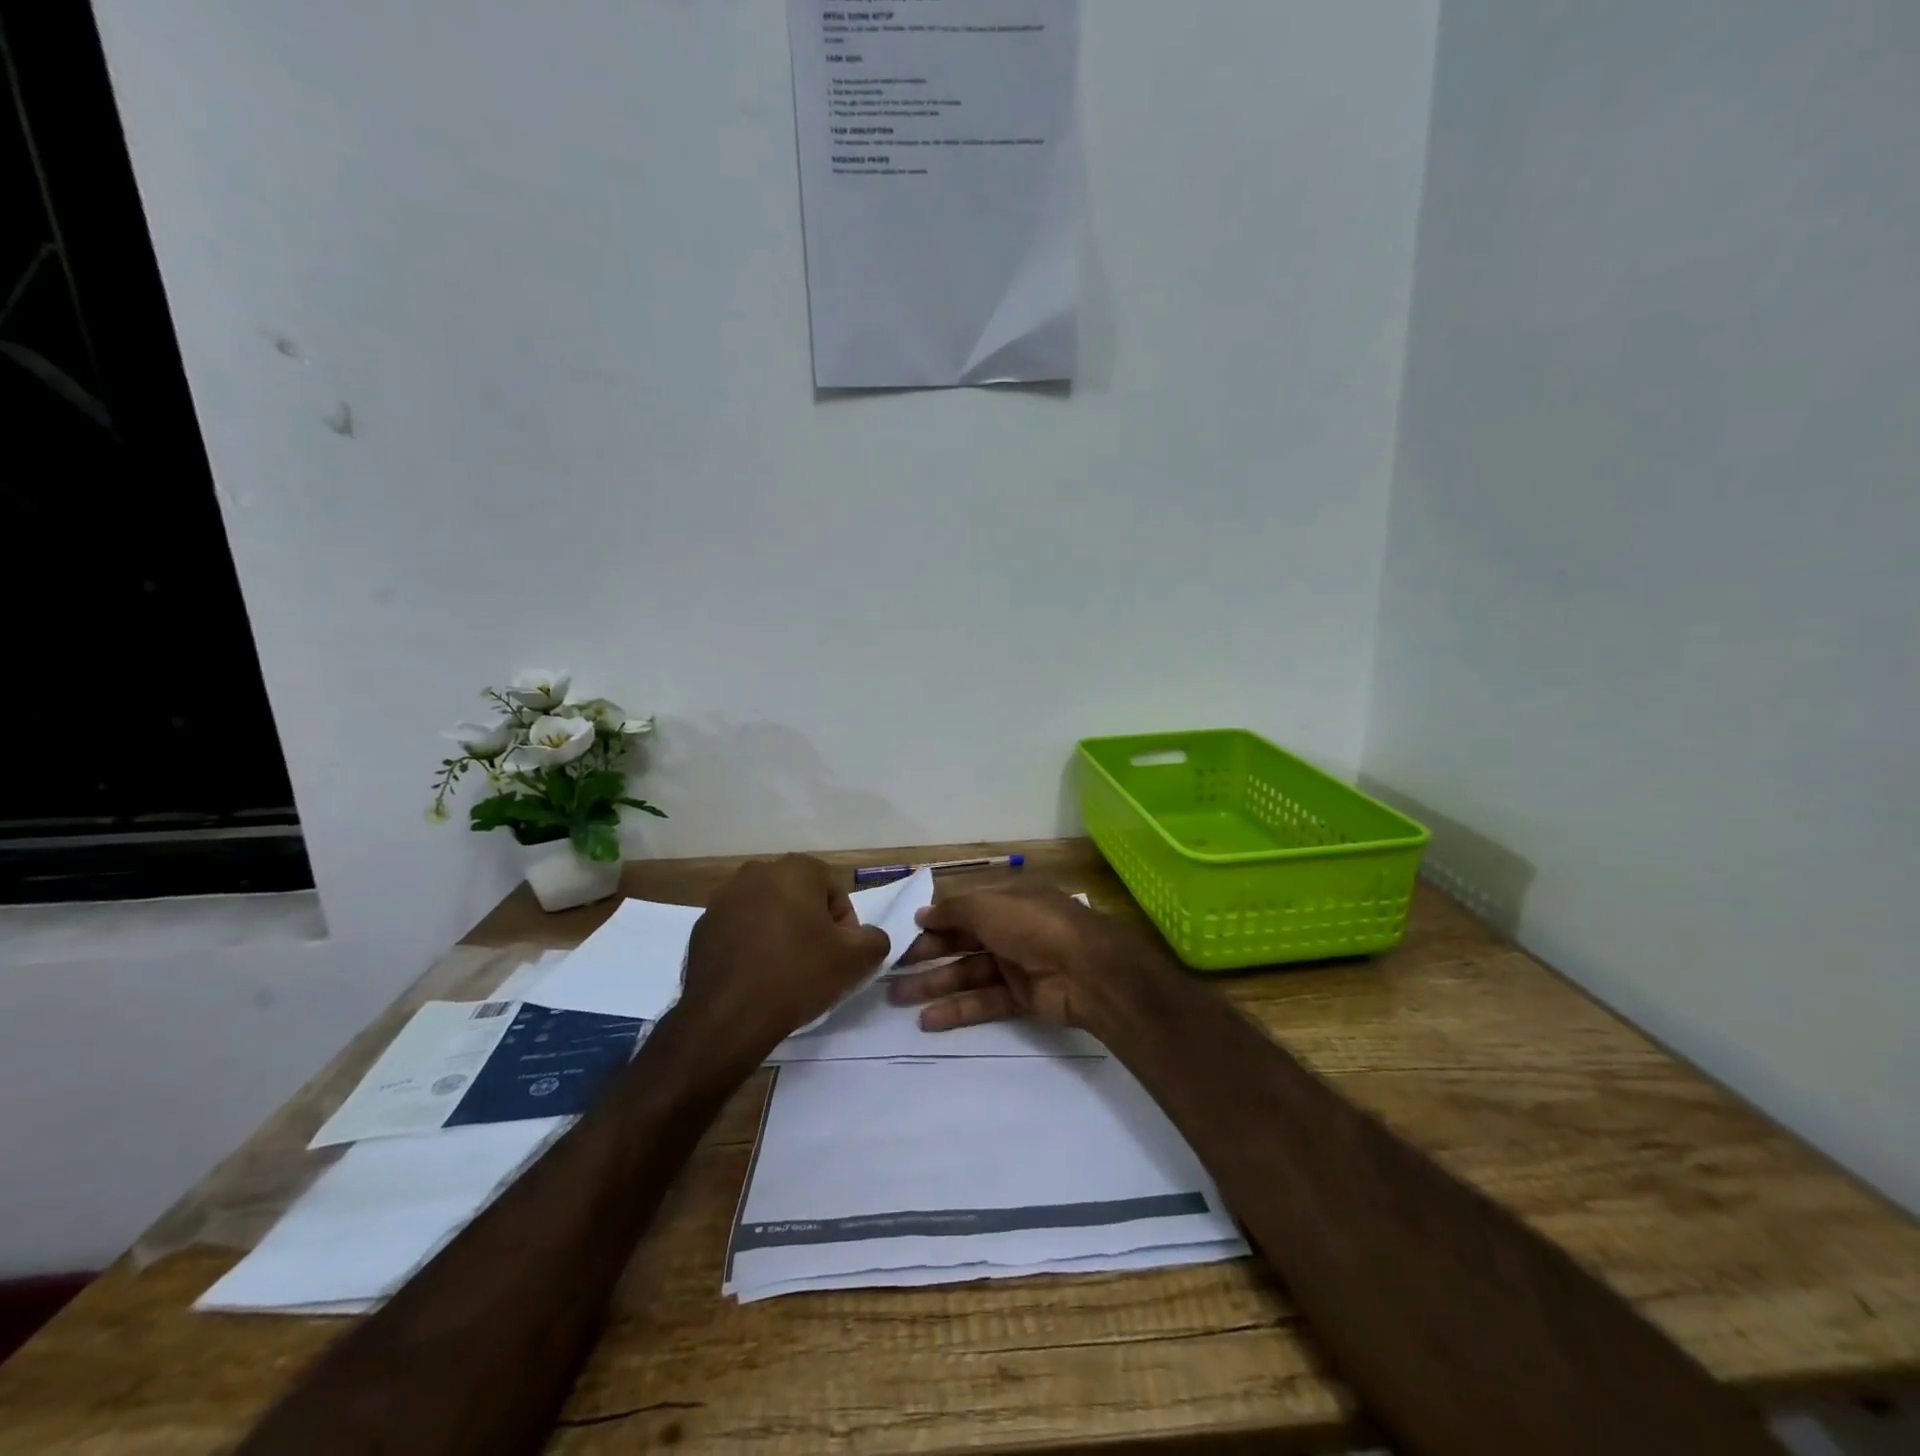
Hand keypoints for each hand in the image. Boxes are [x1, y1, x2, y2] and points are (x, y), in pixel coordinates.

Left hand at [683, 855, 889, 1054]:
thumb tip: (868, 937)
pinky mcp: (702, 926)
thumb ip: (875, 939)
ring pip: (768, 911)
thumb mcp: (854, 960)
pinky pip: (739, 929)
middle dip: (811, 924)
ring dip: (780, 932)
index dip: (844, 925)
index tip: (839, 955)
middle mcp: (756, 872)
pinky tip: (756, 976)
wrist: (727, 1018)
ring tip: (784, 971)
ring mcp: (723, 898)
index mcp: (795, 870)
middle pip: (800, 896)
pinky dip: (751, 944)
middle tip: (815, 962)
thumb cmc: (796, 976)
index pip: (834, 890)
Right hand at [887, 886, 1122, 1031]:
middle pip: (962, 941)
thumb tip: (923, 914)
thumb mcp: (988, 905)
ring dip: (935, 985)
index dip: (935, 921)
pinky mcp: (1023, 996)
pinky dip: (957, 1009)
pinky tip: (927, 1019)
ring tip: (897, 998)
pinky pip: (985, 1001)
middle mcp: (1011, 928)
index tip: (904, 935)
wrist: (1087, 970)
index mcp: (1006, 900)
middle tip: (891, 972)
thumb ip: (953, 910)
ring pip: (969, 973)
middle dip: (928, 955)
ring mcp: (1018, 963)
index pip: (964, 909)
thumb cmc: (1032, 925)